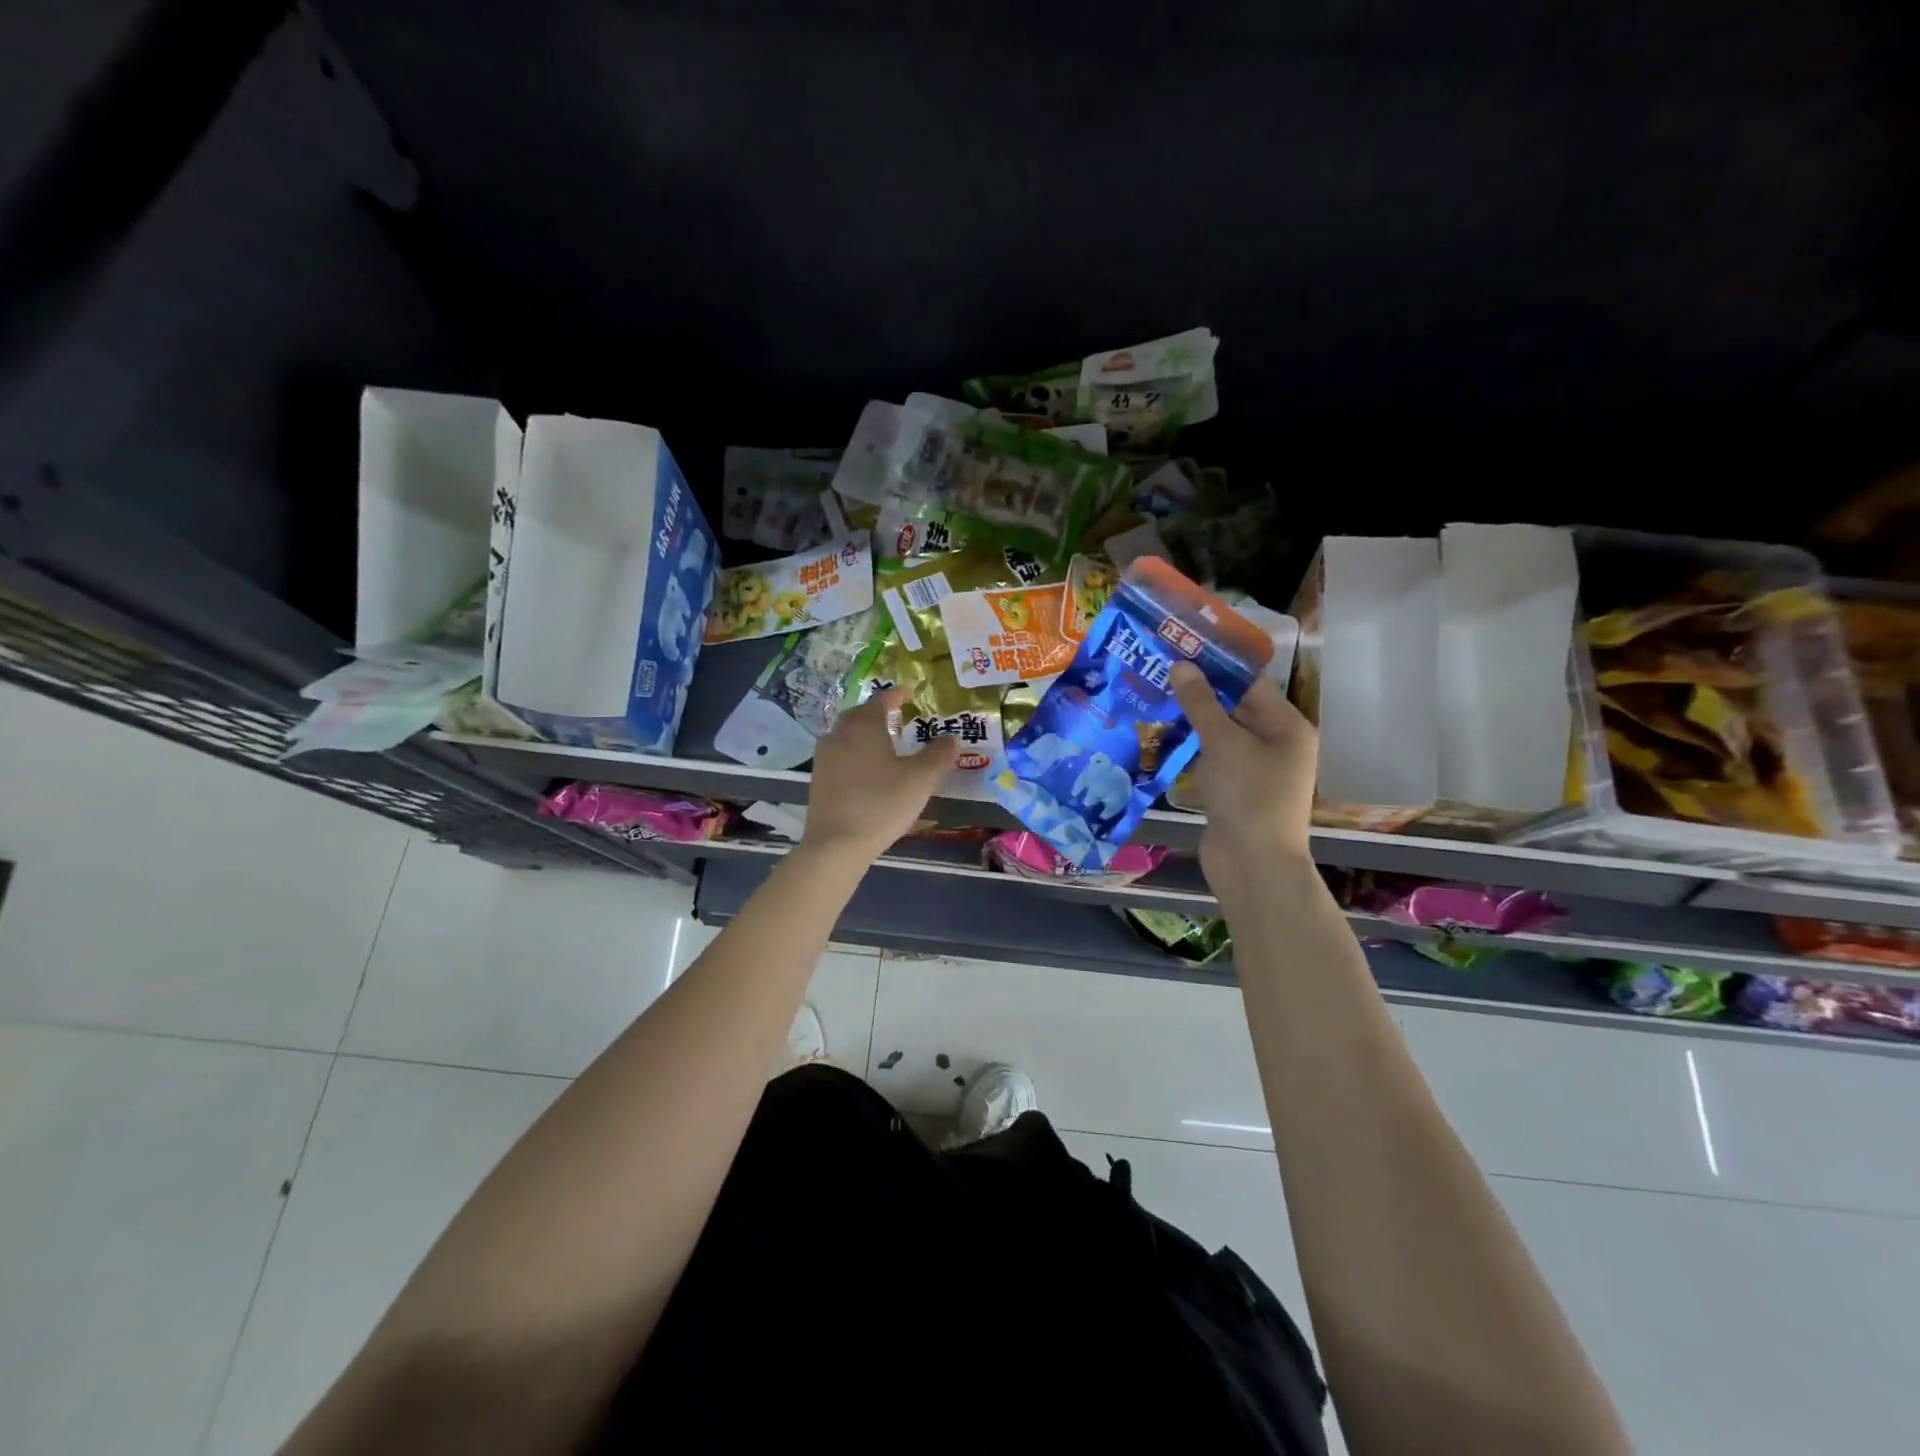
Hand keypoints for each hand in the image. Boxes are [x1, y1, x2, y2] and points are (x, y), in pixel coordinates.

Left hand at [801, 688, 959, 859]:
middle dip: (877, 712)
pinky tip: (865, 769)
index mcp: (864, 726)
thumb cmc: (882, 803)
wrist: (836, 844)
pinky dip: (854, 753)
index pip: (881, 700)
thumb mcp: (921, 779)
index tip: (909, 691)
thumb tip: (952, 738)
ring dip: (863, 733)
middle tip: (896, 716)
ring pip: (845, 735)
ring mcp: (824, 758)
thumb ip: (939, 755)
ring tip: (882, 742)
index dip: (896, 695)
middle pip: (859, 715)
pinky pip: (839, 755)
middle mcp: (839, 734)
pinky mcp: (818, 780)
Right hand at [1168, 664, 1317, 891]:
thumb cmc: (1247, 795)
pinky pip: (1212, 761)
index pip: (1250, 683)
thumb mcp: (1222, 742)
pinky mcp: (1235, 791)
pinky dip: (1190, 751)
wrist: (1253, 864)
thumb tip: (1181, 664)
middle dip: (1198, 693)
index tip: (1180, 649)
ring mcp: (1255, 770)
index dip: (1216, 665)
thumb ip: (1201, 702)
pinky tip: (1160, 739)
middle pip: (1234, 708)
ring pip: (1219, 735)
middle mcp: (1276, 743)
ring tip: (1152, 699)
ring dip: (1190, 722)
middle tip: (1158, 672)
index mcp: (1286, 725)